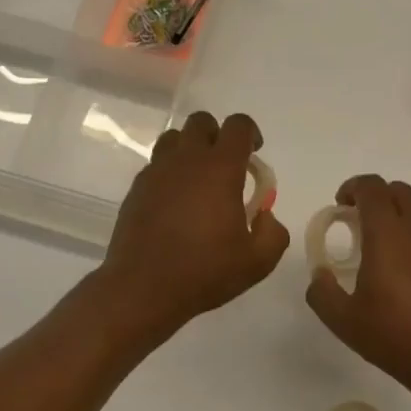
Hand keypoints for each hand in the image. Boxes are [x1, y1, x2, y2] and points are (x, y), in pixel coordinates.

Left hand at [96, 111, 289, 336]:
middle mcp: (186, 160)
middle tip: (226, 166)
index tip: (254, 154)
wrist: (143, 288)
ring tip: (198, 179)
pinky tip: (175, 202)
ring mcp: (156, 171)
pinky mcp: (136, 188)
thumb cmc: (204, 272)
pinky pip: (156, 164)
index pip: (237, 125)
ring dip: (190, 149)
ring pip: (174, 138)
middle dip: (217, 135)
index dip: (250, 133)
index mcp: (220, 169)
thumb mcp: (257, 262)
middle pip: (201, 122)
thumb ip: (274, 233)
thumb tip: (265, 215)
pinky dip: (169, 172)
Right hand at [305, 174, 410, 397]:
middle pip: (400, 192)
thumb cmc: (395, 336)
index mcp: (388, 234)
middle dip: (377, 198)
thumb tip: (319, 275)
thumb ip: (322, 291)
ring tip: (388, 250)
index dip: (353, 187)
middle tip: (361, 222)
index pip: (372, 187)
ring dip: (401, 219)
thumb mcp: (343, 320)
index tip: (341, 205)